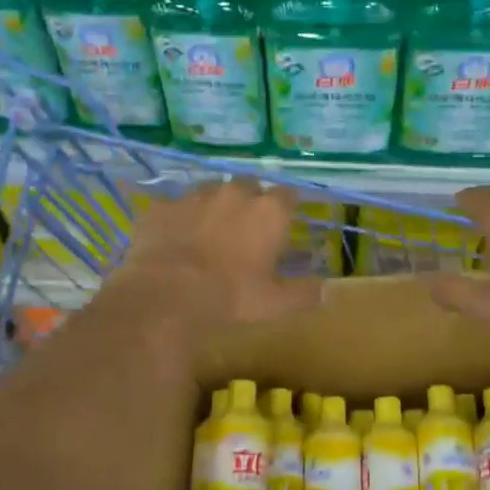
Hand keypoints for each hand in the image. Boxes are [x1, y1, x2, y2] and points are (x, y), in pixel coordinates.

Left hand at [112, 178, 321, 330]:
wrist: (165, 295)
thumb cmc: (230, 297)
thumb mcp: (275, 304)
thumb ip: (304, 294)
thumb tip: (327, 291)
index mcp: (268, 211)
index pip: (288, 195)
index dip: (287, 208)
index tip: (284, 224)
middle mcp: (234, 193)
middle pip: (249, 186)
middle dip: (250, 201)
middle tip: (246, 229)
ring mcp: (194, 196)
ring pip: (210, 191)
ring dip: (214, 206)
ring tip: (209, 233)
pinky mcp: (162, 206)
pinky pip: (175, 207)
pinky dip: (178, 219)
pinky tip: (175, 240)